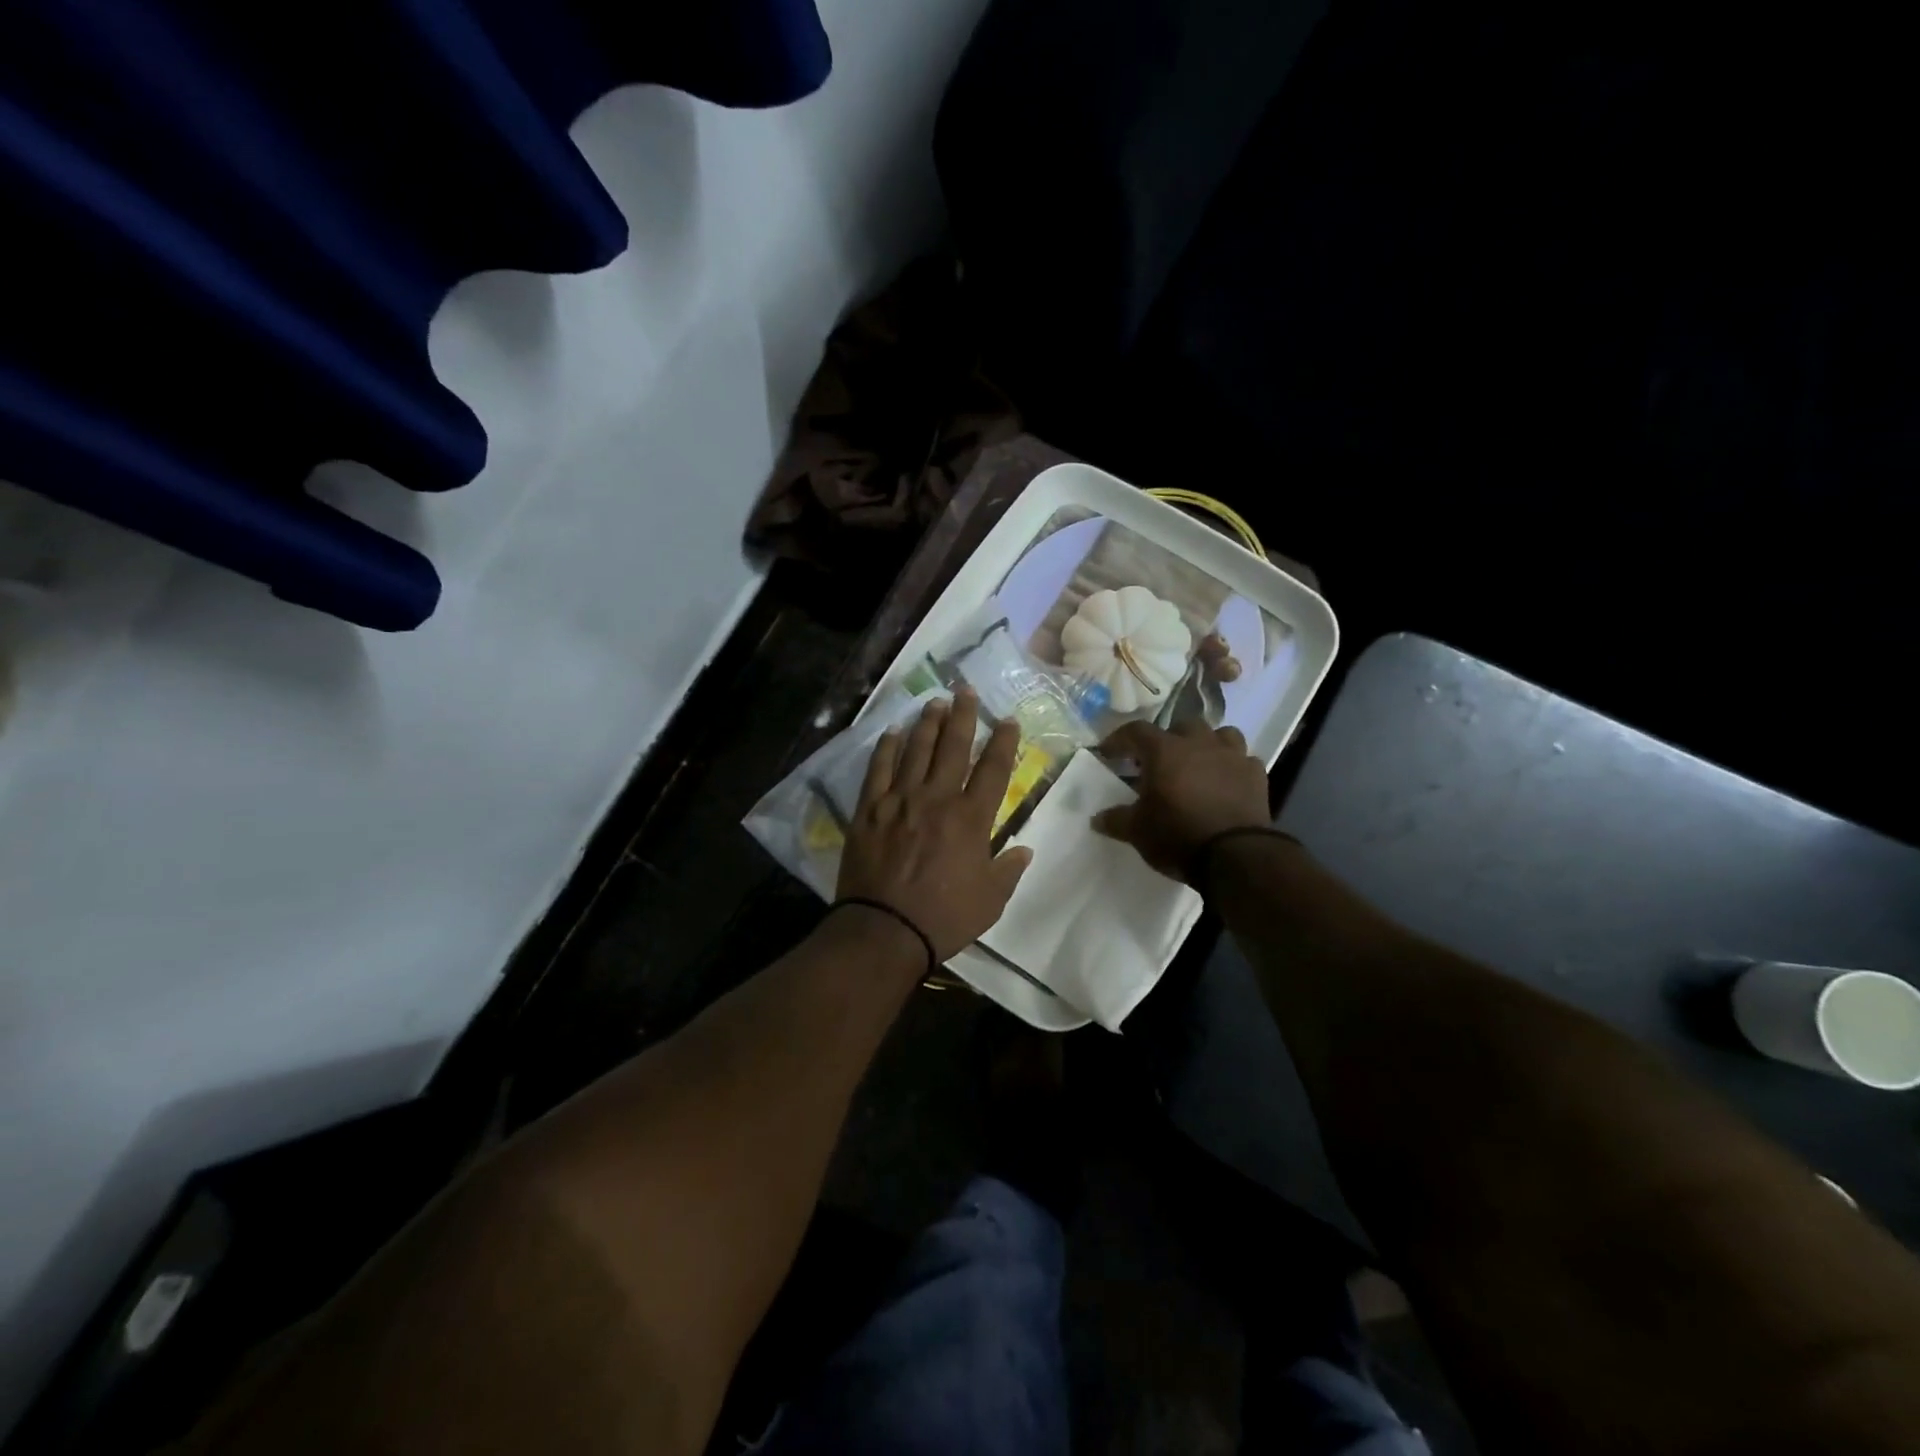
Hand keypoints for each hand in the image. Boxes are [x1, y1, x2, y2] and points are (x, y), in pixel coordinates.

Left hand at [837, 691, 1033, 960]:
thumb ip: (1009, 870)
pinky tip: (892, 731)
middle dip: (963, 716)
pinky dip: (886, 748)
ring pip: (916, 750)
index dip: (1003, 742)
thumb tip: (1024, 850)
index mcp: (972, 819)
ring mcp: (900, 800)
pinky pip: (878, 769)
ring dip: (928, 723)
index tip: (1008, 721)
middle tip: (966, 690)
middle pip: (953, 747)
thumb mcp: (991, 900)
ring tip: (935, 703)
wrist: (885, 930)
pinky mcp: (869, 809)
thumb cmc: (945, 917)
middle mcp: (937, 798)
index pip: (994, 769)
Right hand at [1093, 720, 1270, 881]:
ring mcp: (1232, 756)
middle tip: (1158, 761)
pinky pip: (1243, 760)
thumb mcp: (1137, 831)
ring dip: (1206, 744)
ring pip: (1220, 734)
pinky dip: (1232, 767)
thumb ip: (1116, 819)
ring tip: (1198, 764)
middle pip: (1181, 725)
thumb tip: (1096, 818)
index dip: (1120, 739)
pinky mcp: (1256, 774)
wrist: (1236, 856)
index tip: (1108, 752)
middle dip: (1168, 739)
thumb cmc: (1177, 836)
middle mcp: (1199, 743)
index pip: (1136, 731)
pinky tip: (1226, 782)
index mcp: (1164, 751)